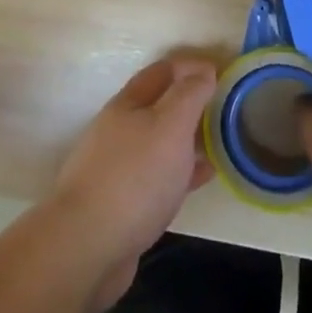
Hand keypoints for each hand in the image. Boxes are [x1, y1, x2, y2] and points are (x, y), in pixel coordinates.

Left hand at [51, 57, 217, 307]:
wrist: (87, 246)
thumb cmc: (135, 177)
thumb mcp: (170, 126)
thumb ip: (189, 95)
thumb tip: (204, 70)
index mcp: (128, 104)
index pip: (163, 71)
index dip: (191, 66)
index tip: (222, 72)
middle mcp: (120, 129)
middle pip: (158, 104)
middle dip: (189, 101)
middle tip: (224, 106)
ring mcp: (118, 166)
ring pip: (159, 140)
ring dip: (187, 136)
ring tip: (219, 140)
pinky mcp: (123, 201)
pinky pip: (159, 175)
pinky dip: (182, 170)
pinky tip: (202, 177)